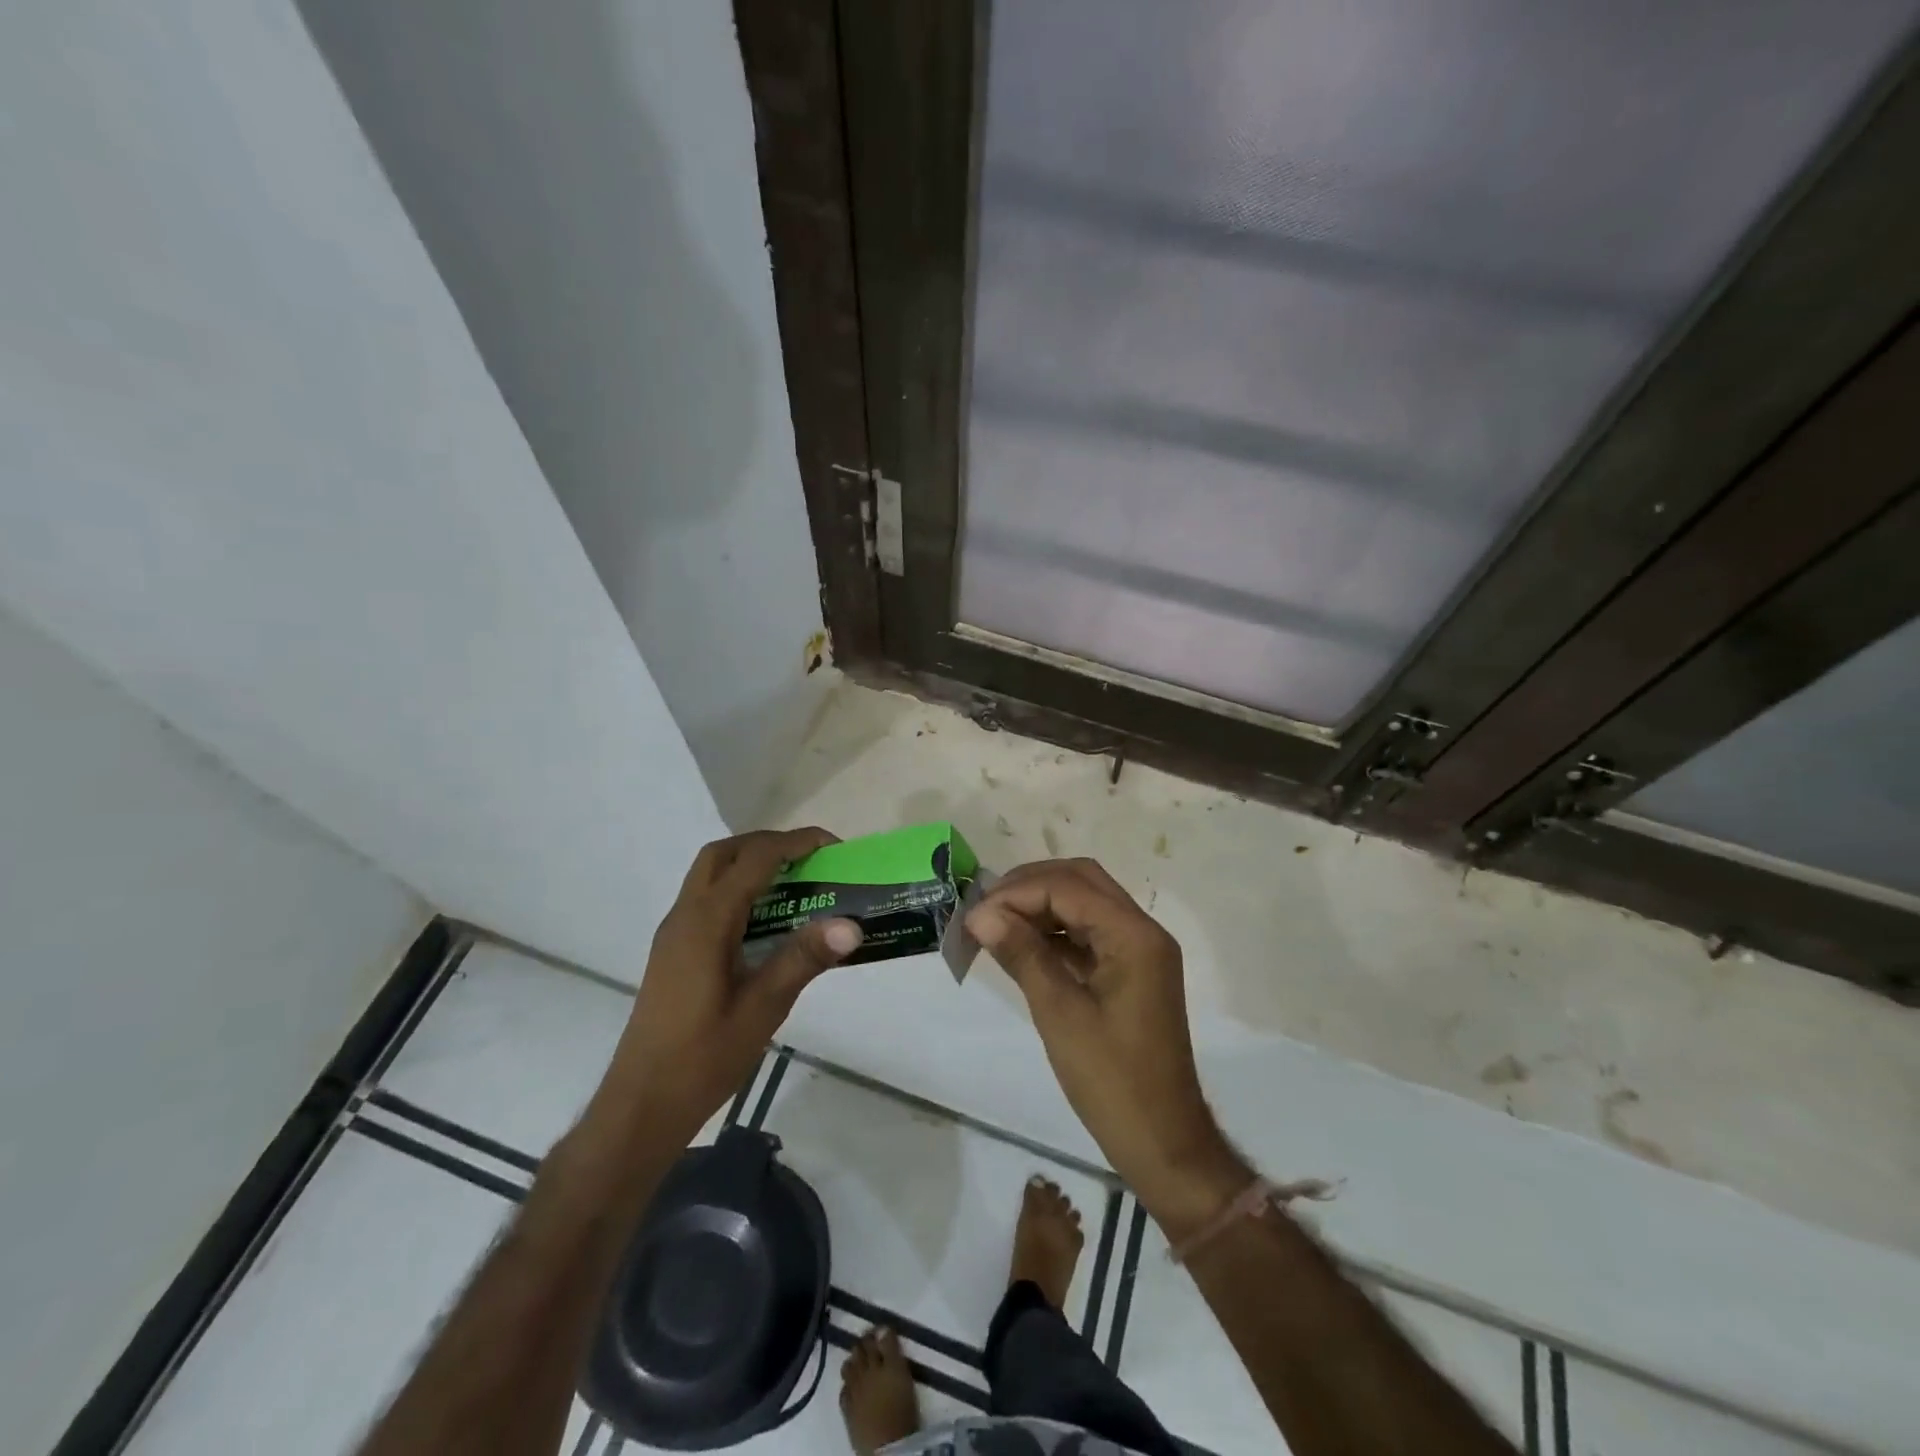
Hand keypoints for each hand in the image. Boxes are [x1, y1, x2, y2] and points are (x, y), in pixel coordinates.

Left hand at [589, 828, 862, 1143]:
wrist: (641, 1105)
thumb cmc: (703, 1058)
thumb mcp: (762, 1009)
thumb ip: (803, 959)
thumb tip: (851, 925)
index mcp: (707, 922)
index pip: (754, 861)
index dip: (795, 844)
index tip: (833, 847)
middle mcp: (685, 916)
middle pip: (723, 854)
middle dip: (768, 845)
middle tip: (810, 859)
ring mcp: (674, 934)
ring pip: (710, 875)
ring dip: (750, 865)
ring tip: (795, 884)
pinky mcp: (673, 952)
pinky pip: (706, 899)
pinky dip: (738, 890)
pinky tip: (765, 922)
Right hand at [966, 858, 1244, 1229]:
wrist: (1163, 1141)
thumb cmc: (1112, 1081)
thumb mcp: (1060, 1014)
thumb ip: (1022, 954)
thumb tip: (980, 914)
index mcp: (1134, 936)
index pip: (1069, 887)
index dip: (1017, 893)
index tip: (974, 915)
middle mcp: (1142, 930)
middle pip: (1081, 881)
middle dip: (1030, 886)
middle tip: (985, 908)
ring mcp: (1139, 950)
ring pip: (1085, 902)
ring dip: (1040, 905)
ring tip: (995, 923)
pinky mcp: (1130, 970)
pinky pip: (1089, 932)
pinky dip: (1055, 931)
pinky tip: (1021, 944)